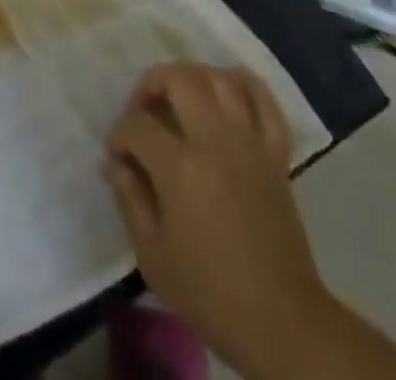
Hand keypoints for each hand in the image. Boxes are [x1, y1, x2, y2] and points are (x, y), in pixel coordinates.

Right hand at [105, 64, 327, 379]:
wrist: (280, 320)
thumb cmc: (210, 293)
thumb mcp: (153, 256)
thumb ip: (130, 198)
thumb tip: (115, 162)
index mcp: (180, 167)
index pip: (137, 124)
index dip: (119, 135)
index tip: (118, 156)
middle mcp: (215, 140)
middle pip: (179, 78)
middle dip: (151, 84)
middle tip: (143, 110)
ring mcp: (250, 141)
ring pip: (220, 78)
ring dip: (193, 77)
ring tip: (180, 96)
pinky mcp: (276, 152)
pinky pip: (263, 99)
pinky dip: (244, 84)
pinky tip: (228, 88)